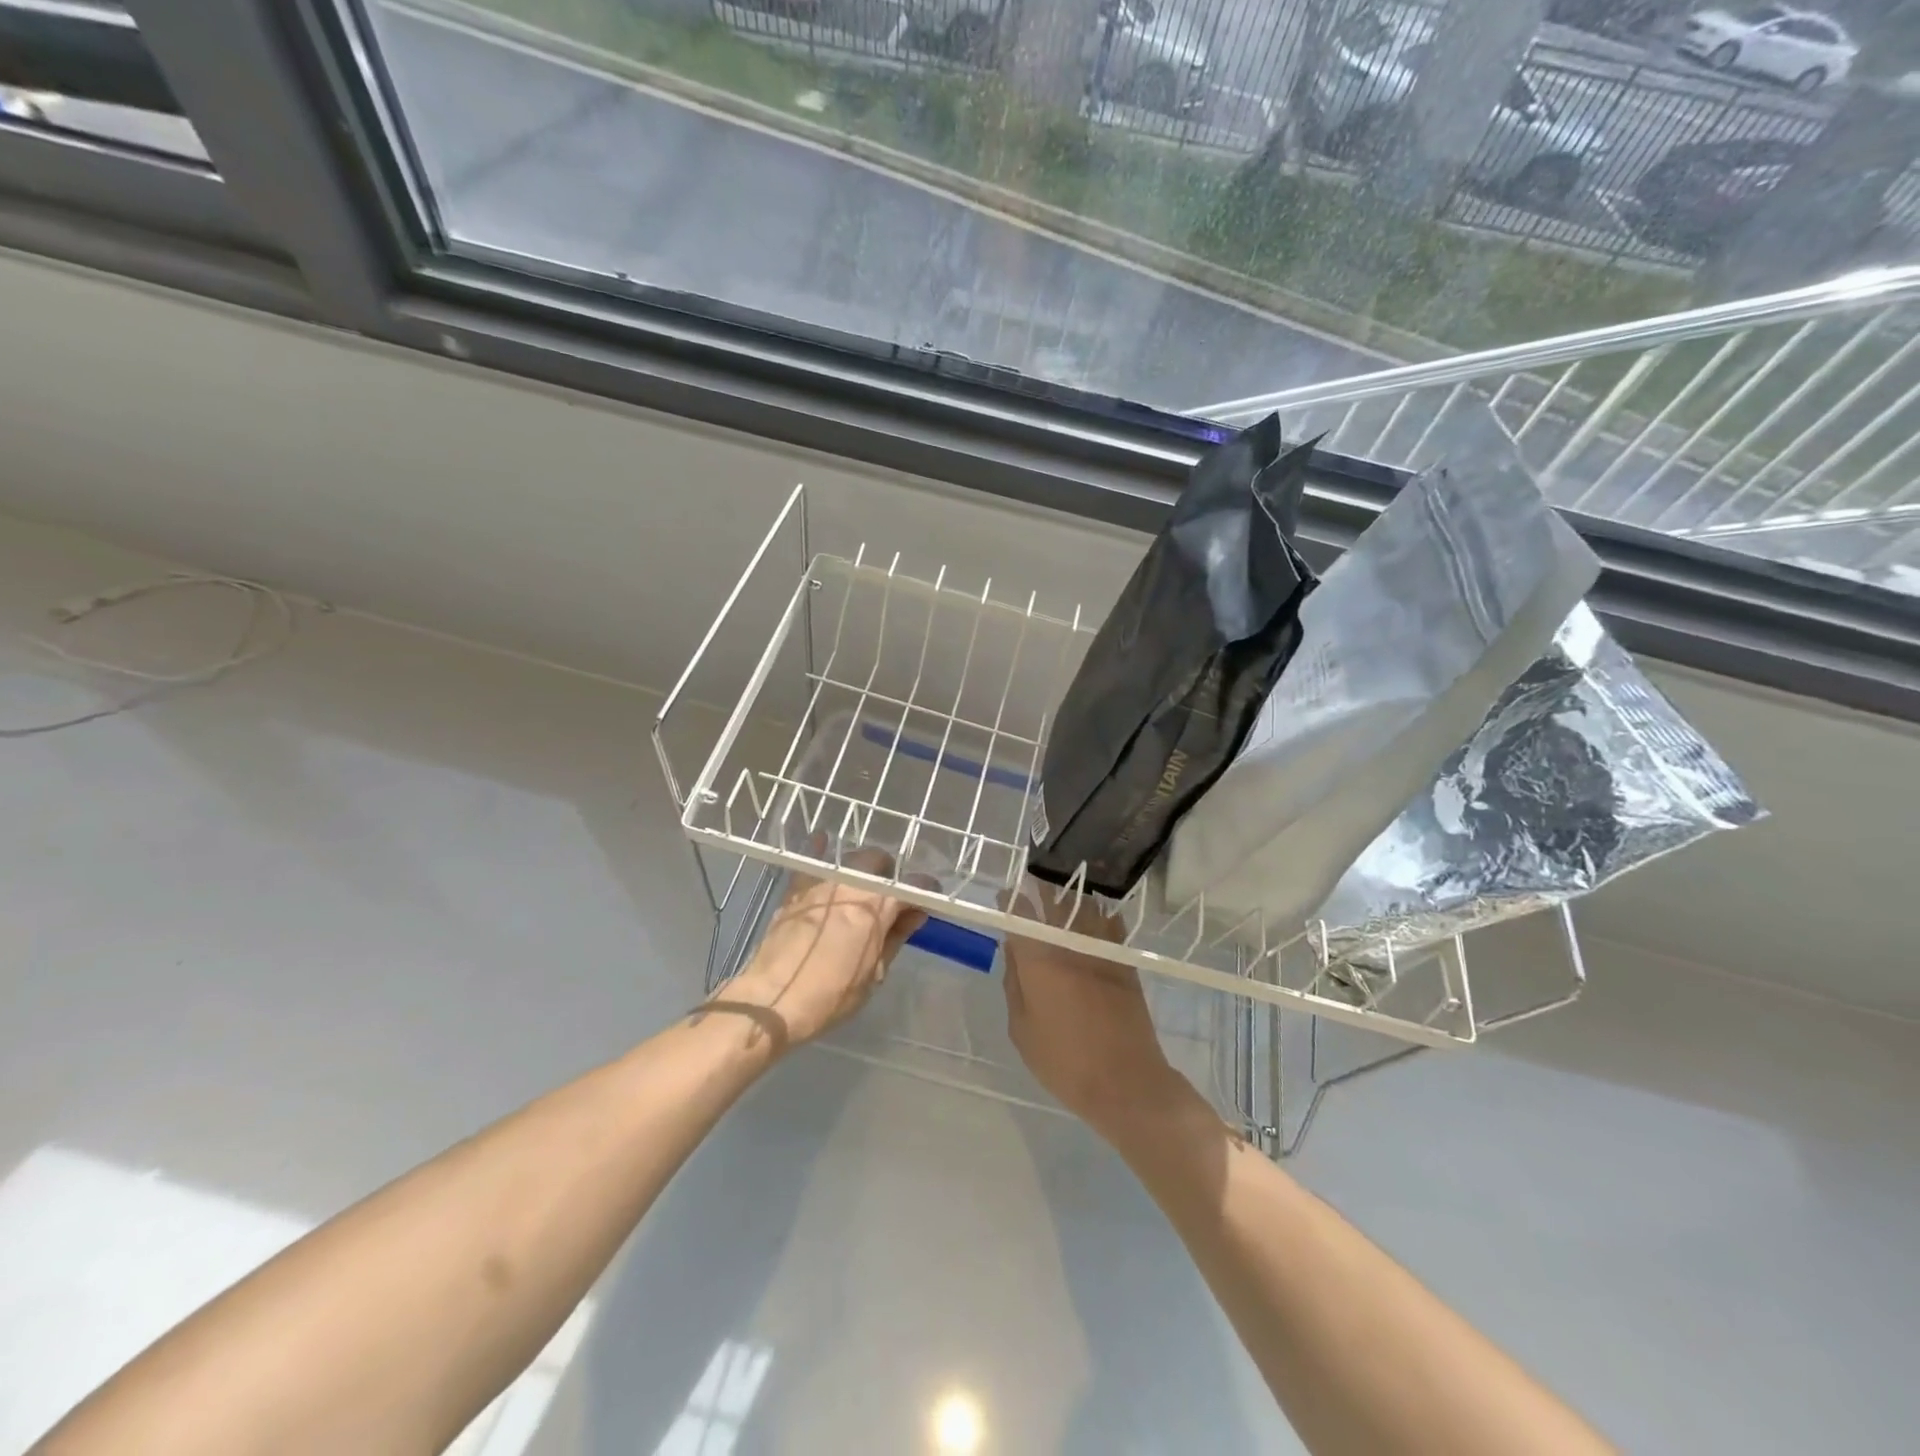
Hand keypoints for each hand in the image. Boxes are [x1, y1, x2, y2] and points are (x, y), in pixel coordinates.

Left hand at [719, 850, 926, 1050]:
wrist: (772, 999)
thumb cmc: (830, 995)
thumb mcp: (874, 974)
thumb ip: (895, 938)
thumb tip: (913, 915)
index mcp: (877, 906)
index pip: (912, 886)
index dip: (926, 892)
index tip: (929, 901)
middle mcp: (851, 884)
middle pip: (880, 862)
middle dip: (891, 874)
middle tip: (892, 896)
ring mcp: (821, 883)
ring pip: (850, 860)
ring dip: (862, 868)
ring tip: (863, 885)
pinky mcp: (796, 889)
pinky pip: (812, 861)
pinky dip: (821, 851)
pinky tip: (823, 843)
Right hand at [1001, 882, 1190, 1135]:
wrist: (1126, 1081)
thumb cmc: (1064, 1061)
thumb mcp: (1022, 1029)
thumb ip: (1014, 984)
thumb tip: (1012, 951)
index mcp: (1038, 960)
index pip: (1020, 915)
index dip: (1010, 901)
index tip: (1005, 895)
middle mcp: (1069, 945)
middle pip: (1054, 901)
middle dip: (1040, 887)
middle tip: (1031, 882)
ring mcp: (1101, 950)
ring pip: (1085, 905)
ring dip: (1069, 894)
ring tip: (1059, 890)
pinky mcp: (1124, 961)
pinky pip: (1111, 924)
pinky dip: (1101, 912)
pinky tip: (1095, 911)